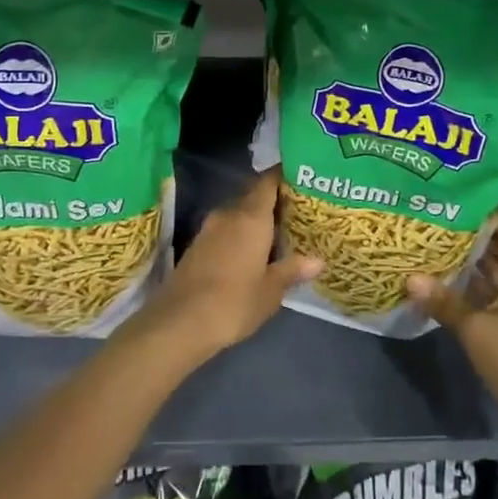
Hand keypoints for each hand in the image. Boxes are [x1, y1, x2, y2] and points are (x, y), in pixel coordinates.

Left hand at [136, 169, 321, 357]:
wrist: (179, 322)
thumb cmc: (234, 302)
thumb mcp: (271, 290)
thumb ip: (292, 270)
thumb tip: (318, 260)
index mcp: (251, 218)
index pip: (268, 182)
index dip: (283, 176)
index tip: (301, 178)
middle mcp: (229, 215)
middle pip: (254, 198)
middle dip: (274, 203)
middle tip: (299, 213)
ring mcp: (209, 230)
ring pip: (238, 215)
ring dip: (256, 222)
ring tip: (281, 234)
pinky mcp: (197, 246)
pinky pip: (226, 231)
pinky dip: (241, 235)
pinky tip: (254, 253)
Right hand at [408, 213, 497, 435]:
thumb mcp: (474, 328)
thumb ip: (443, 300)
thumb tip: (410, 278)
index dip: (476, 216)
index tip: (444, 210)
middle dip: (467, 241)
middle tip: (430, 231)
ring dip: (469, 266)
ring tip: (431, 253)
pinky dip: (476, 288)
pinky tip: (446, 286)